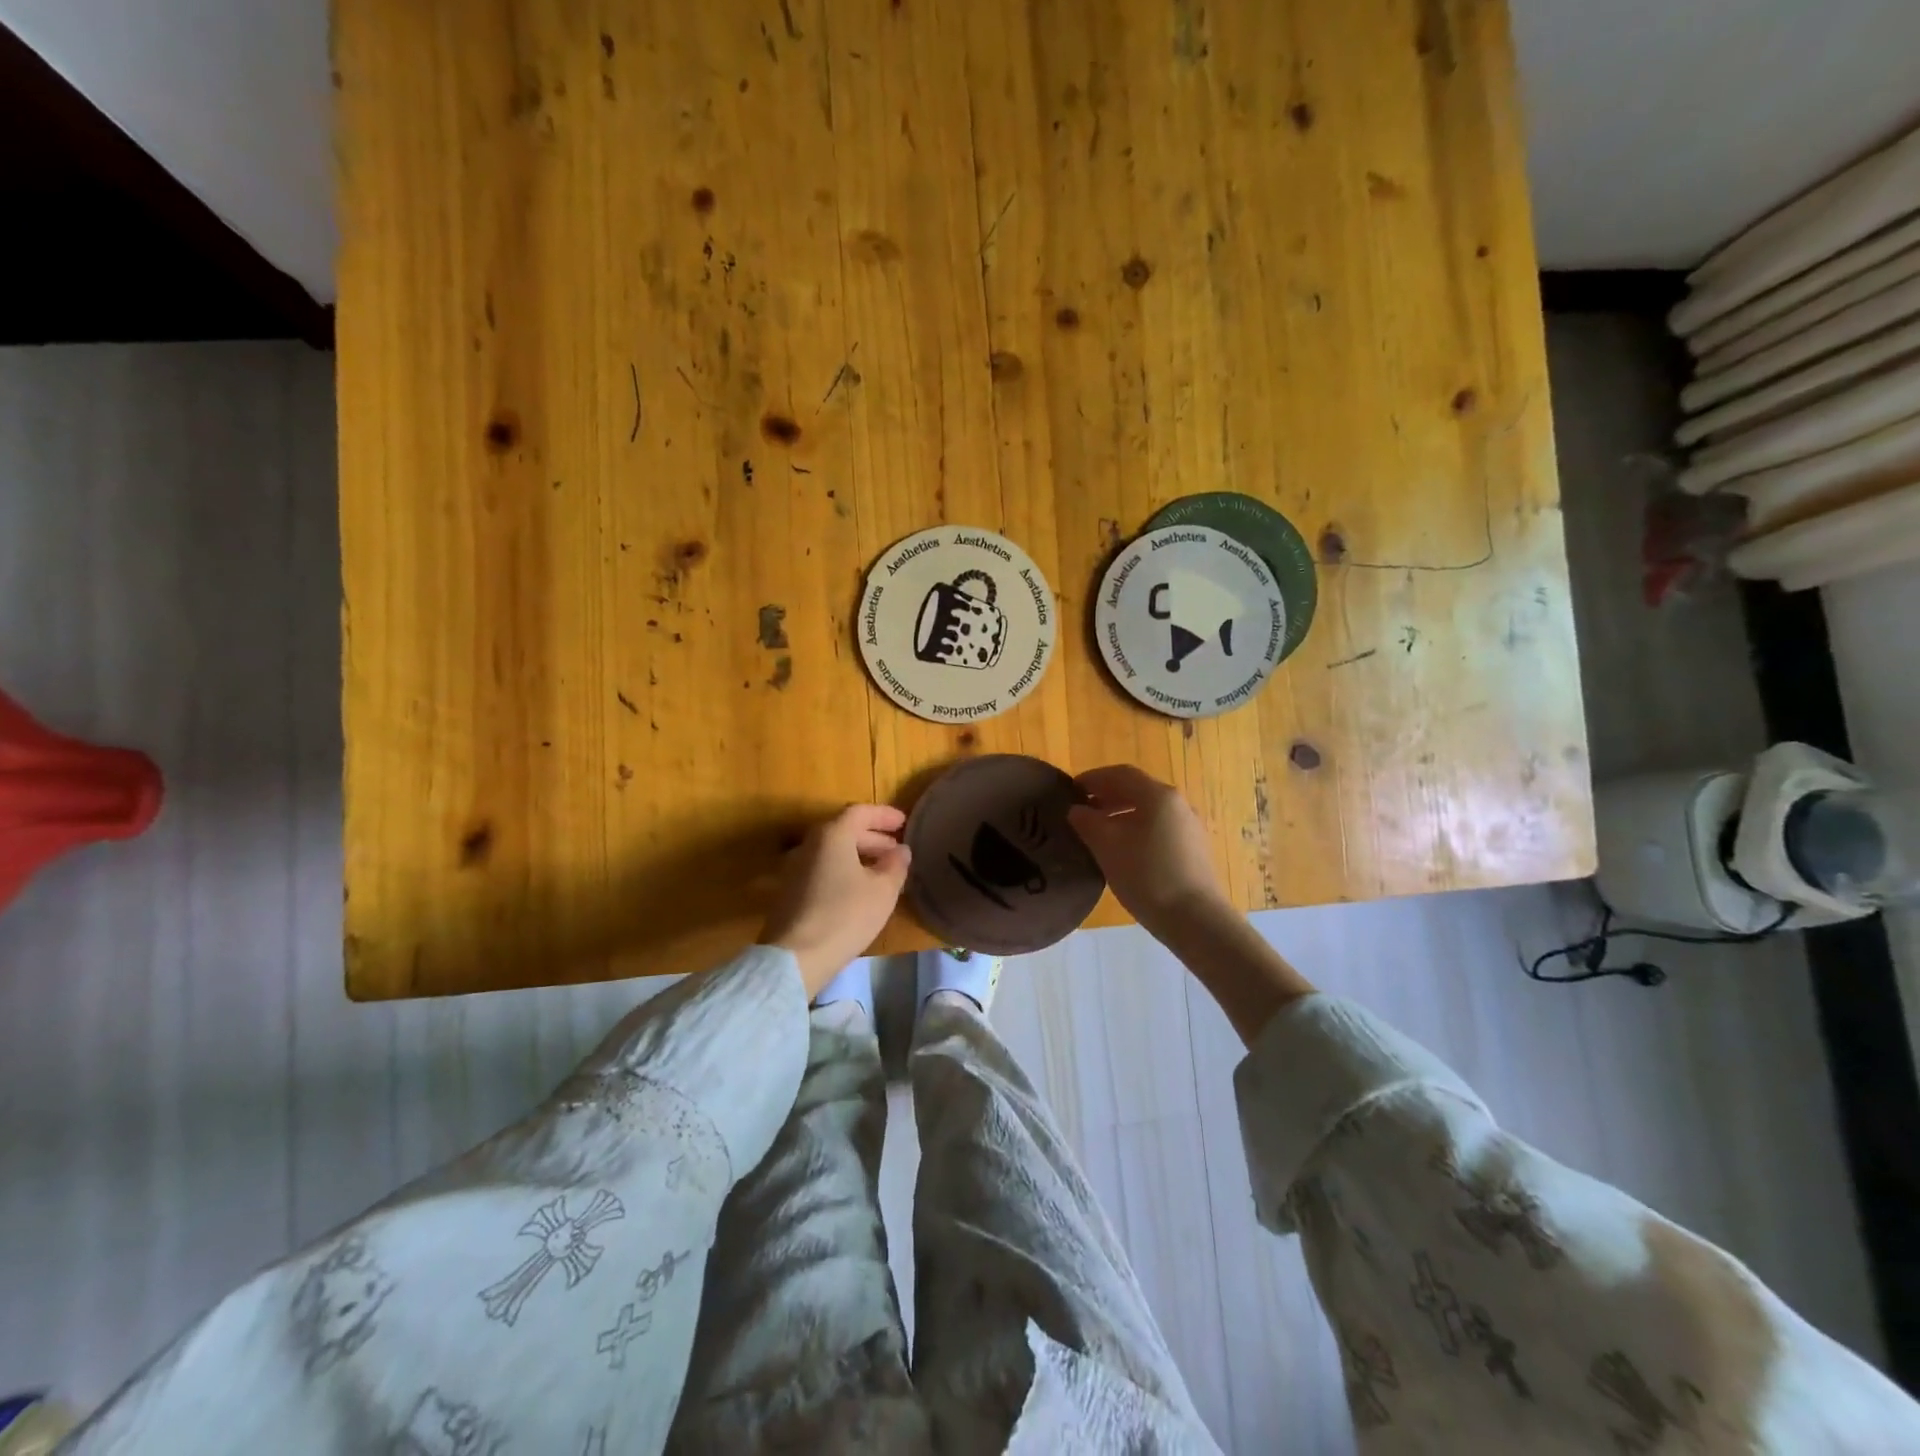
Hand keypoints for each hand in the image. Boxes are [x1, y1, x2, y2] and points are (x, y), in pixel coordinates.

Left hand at [760, 804, 911, 993]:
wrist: (796, 957)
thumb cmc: (845, 915)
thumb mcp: (883, 890)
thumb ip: (895, 865)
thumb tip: (900, 851)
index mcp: (832, 835)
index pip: (860, 812)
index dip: (884, 815)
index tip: (904, 823)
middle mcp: (809, 845)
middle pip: (844, 831)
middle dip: (873, 838)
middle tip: (896, 850)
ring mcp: (795, 868)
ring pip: (833, 852)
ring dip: (858, 856)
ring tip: (882, 872)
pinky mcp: (789, 892)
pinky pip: (822, 870)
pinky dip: (843, 871)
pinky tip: (858, 891)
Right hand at [1067, 765, 1230, 940]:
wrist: (1196, 920)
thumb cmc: (1147, 876)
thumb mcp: (1107, 847)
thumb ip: (1087, 822)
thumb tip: (1077, 810)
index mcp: (1158, 795)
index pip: (1120, 774)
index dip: (1093, 778)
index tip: (1070, 790)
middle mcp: (1178, 804)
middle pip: (1137, 790)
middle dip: (1106, 796)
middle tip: (1081, 810)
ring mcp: (1189, 827)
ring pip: (1149, 810)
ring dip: (1121, 813)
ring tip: (1098, 831)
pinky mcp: (1194, 849)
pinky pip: (1159, 828)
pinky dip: (1137, 829)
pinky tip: (1123, 850)